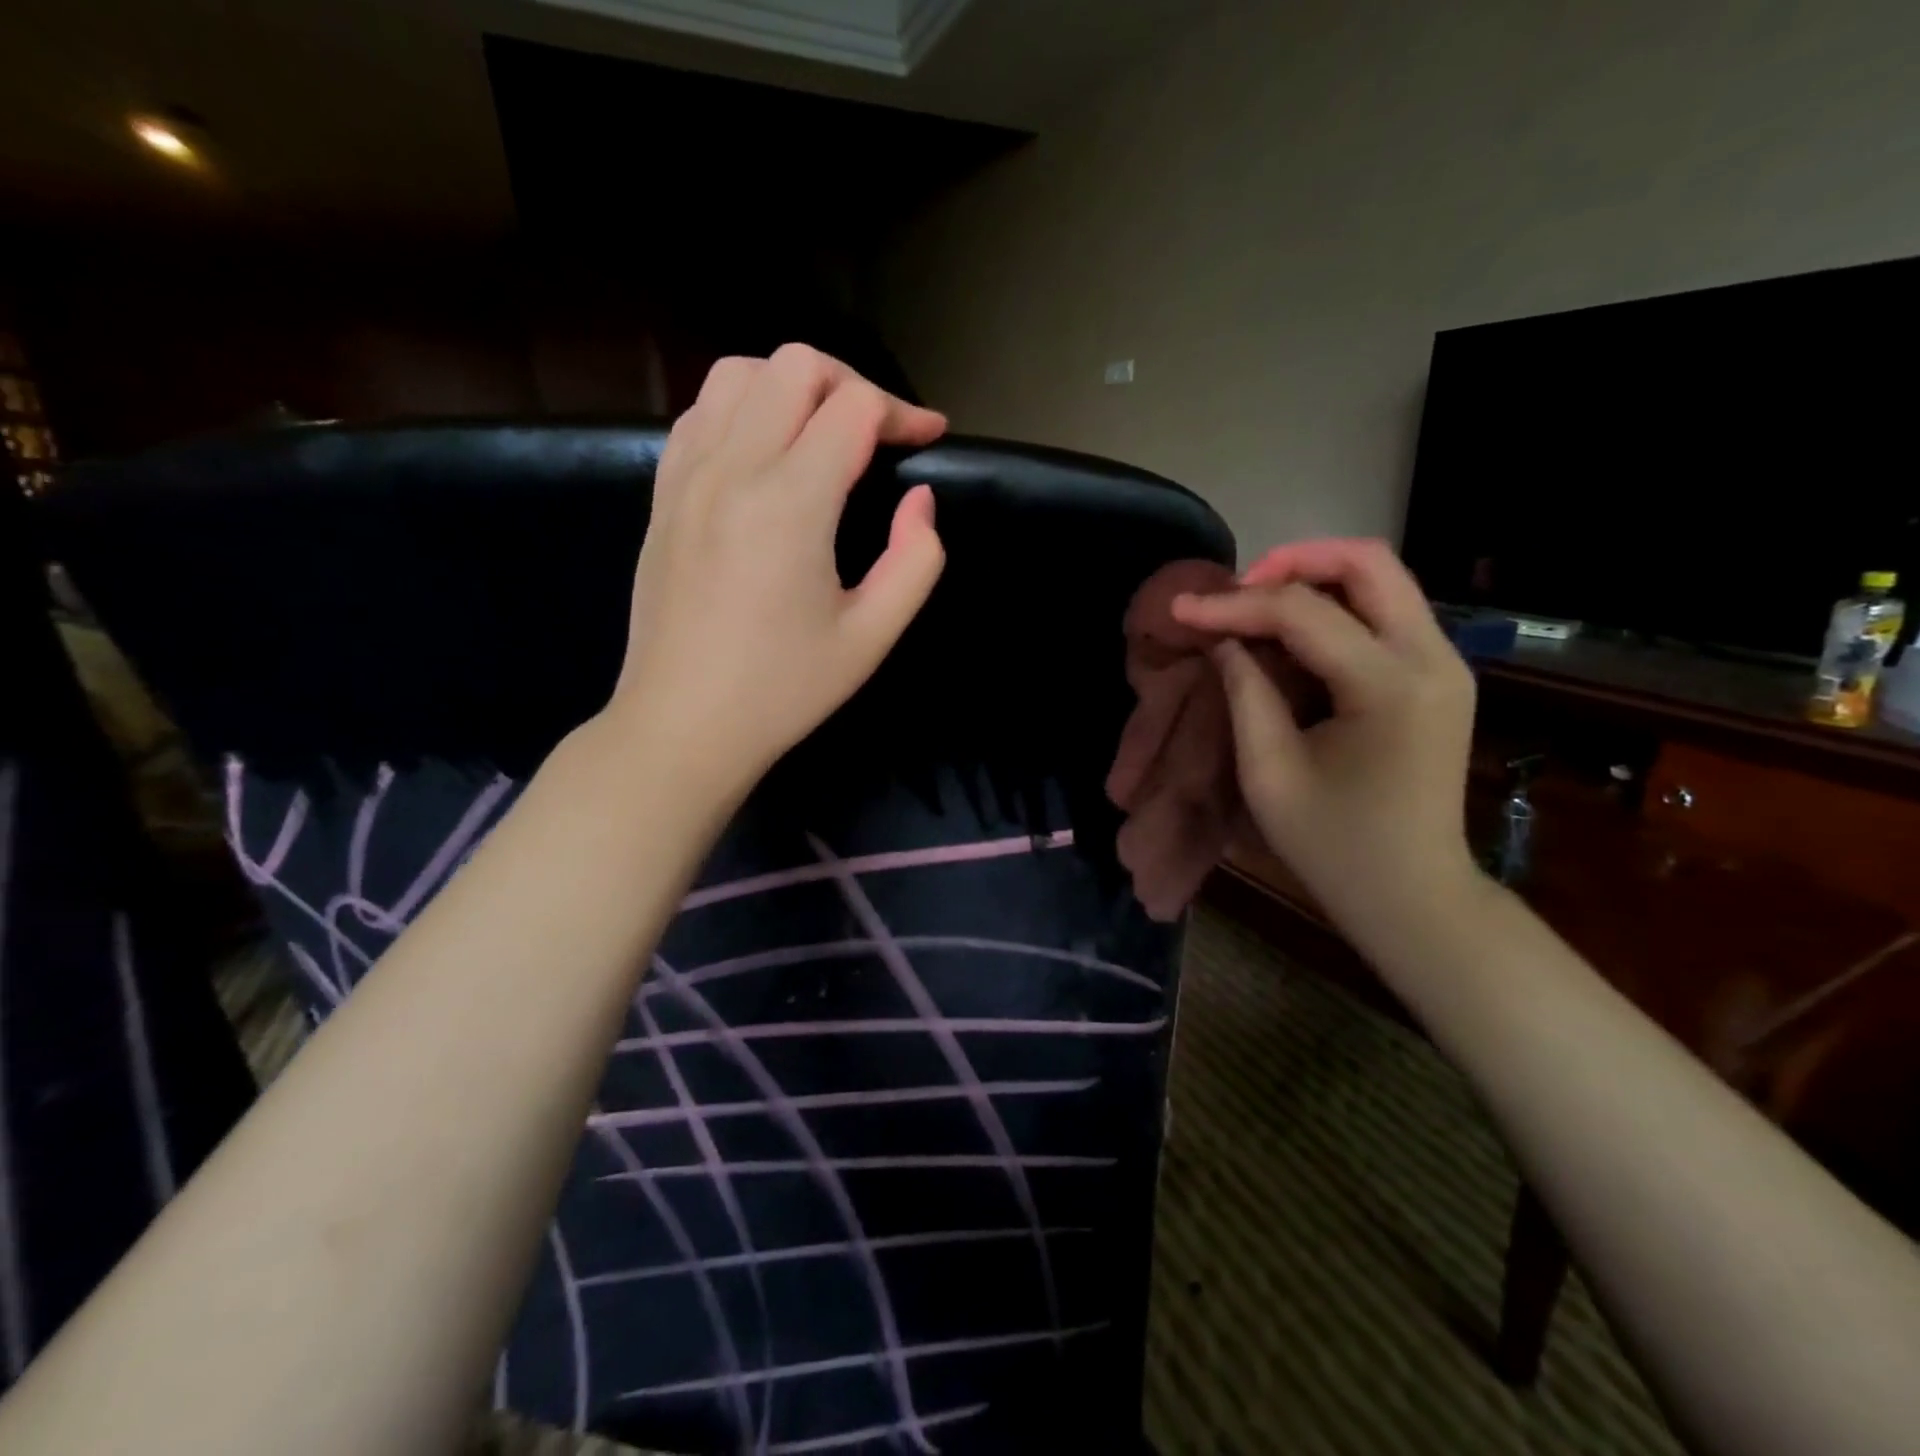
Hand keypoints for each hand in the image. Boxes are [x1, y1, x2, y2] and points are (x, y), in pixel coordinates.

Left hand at [606, 344, 947, 796]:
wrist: (682, 724)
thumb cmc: (783, 690)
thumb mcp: (871, 637)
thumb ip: (915, 560)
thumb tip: (920, 499)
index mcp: (790, 503)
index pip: (853, 407)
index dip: (902, 412)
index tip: (928, 440)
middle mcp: (731, 468)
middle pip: (795, 365)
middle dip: (852, 385)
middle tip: (881, 435)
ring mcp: (686, 475)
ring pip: (738, 373)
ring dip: (792, 387)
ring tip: (823, 434)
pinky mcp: (662, 494)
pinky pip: (699, 412)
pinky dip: (742, 407)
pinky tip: (764, 452)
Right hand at [1171, 538, 1481, 934]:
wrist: (1414, 896)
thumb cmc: (1334, 846)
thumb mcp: (1269, 773)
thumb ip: (1245, 692)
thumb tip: (1223, 638)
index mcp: (1389, 687)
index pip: (1304, 613)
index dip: (1235, 605)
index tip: (1182, 609)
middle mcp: (1433, 658)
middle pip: (1368, 561)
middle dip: (1291, 562)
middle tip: (1236, 591)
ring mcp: (1445, 663)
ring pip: (1381, 578)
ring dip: (1314, 579)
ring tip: (1255, 607)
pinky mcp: (1438, 675)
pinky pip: (1385, 611)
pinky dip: (1334, 606)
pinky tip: (1291, 633)